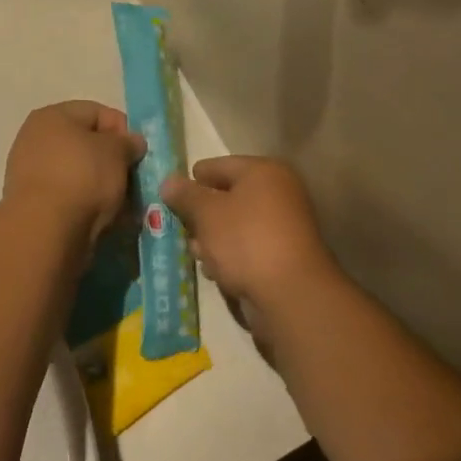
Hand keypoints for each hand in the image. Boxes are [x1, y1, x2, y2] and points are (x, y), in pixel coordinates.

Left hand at [2, 101, 146, 248]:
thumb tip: (132, 142)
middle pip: (86, 144)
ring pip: (79, 172)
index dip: (122, 129)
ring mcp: (30, 172)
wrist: (45, 230)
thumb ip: (128, 142)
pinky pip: (69, 196)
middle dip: (113, 161)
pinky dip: (87, 203)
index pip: (97, 112)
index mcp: (52, 116)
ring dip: (102, 185)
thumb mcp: (116, 151)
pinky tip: (105, 218)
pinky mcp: (33, 203)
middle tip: (133, 179)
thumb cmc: (83, 177)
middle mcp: (35, 138)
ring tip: (123, 203)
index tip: (139, 152)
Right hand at [161, 157, 346, 327]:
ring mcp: (285, 226)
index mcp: (264, 171)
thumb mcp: (206, 213)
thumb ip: (185, 195)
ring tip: (195, 252)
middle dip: (202, 213)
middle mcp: (279, 192)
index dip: (193, 179)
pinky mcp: (284, 256)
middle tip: (180, 226)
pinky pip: (249, 247)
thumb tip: (169, 181)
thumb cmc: (245, 240)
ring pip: (237, 224)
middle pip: (229, 195)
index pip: (219, 165)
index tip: (171, 196)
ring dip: (214, 237)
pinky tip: (214, 269)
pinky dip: (231, 254)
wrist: (291, 294)